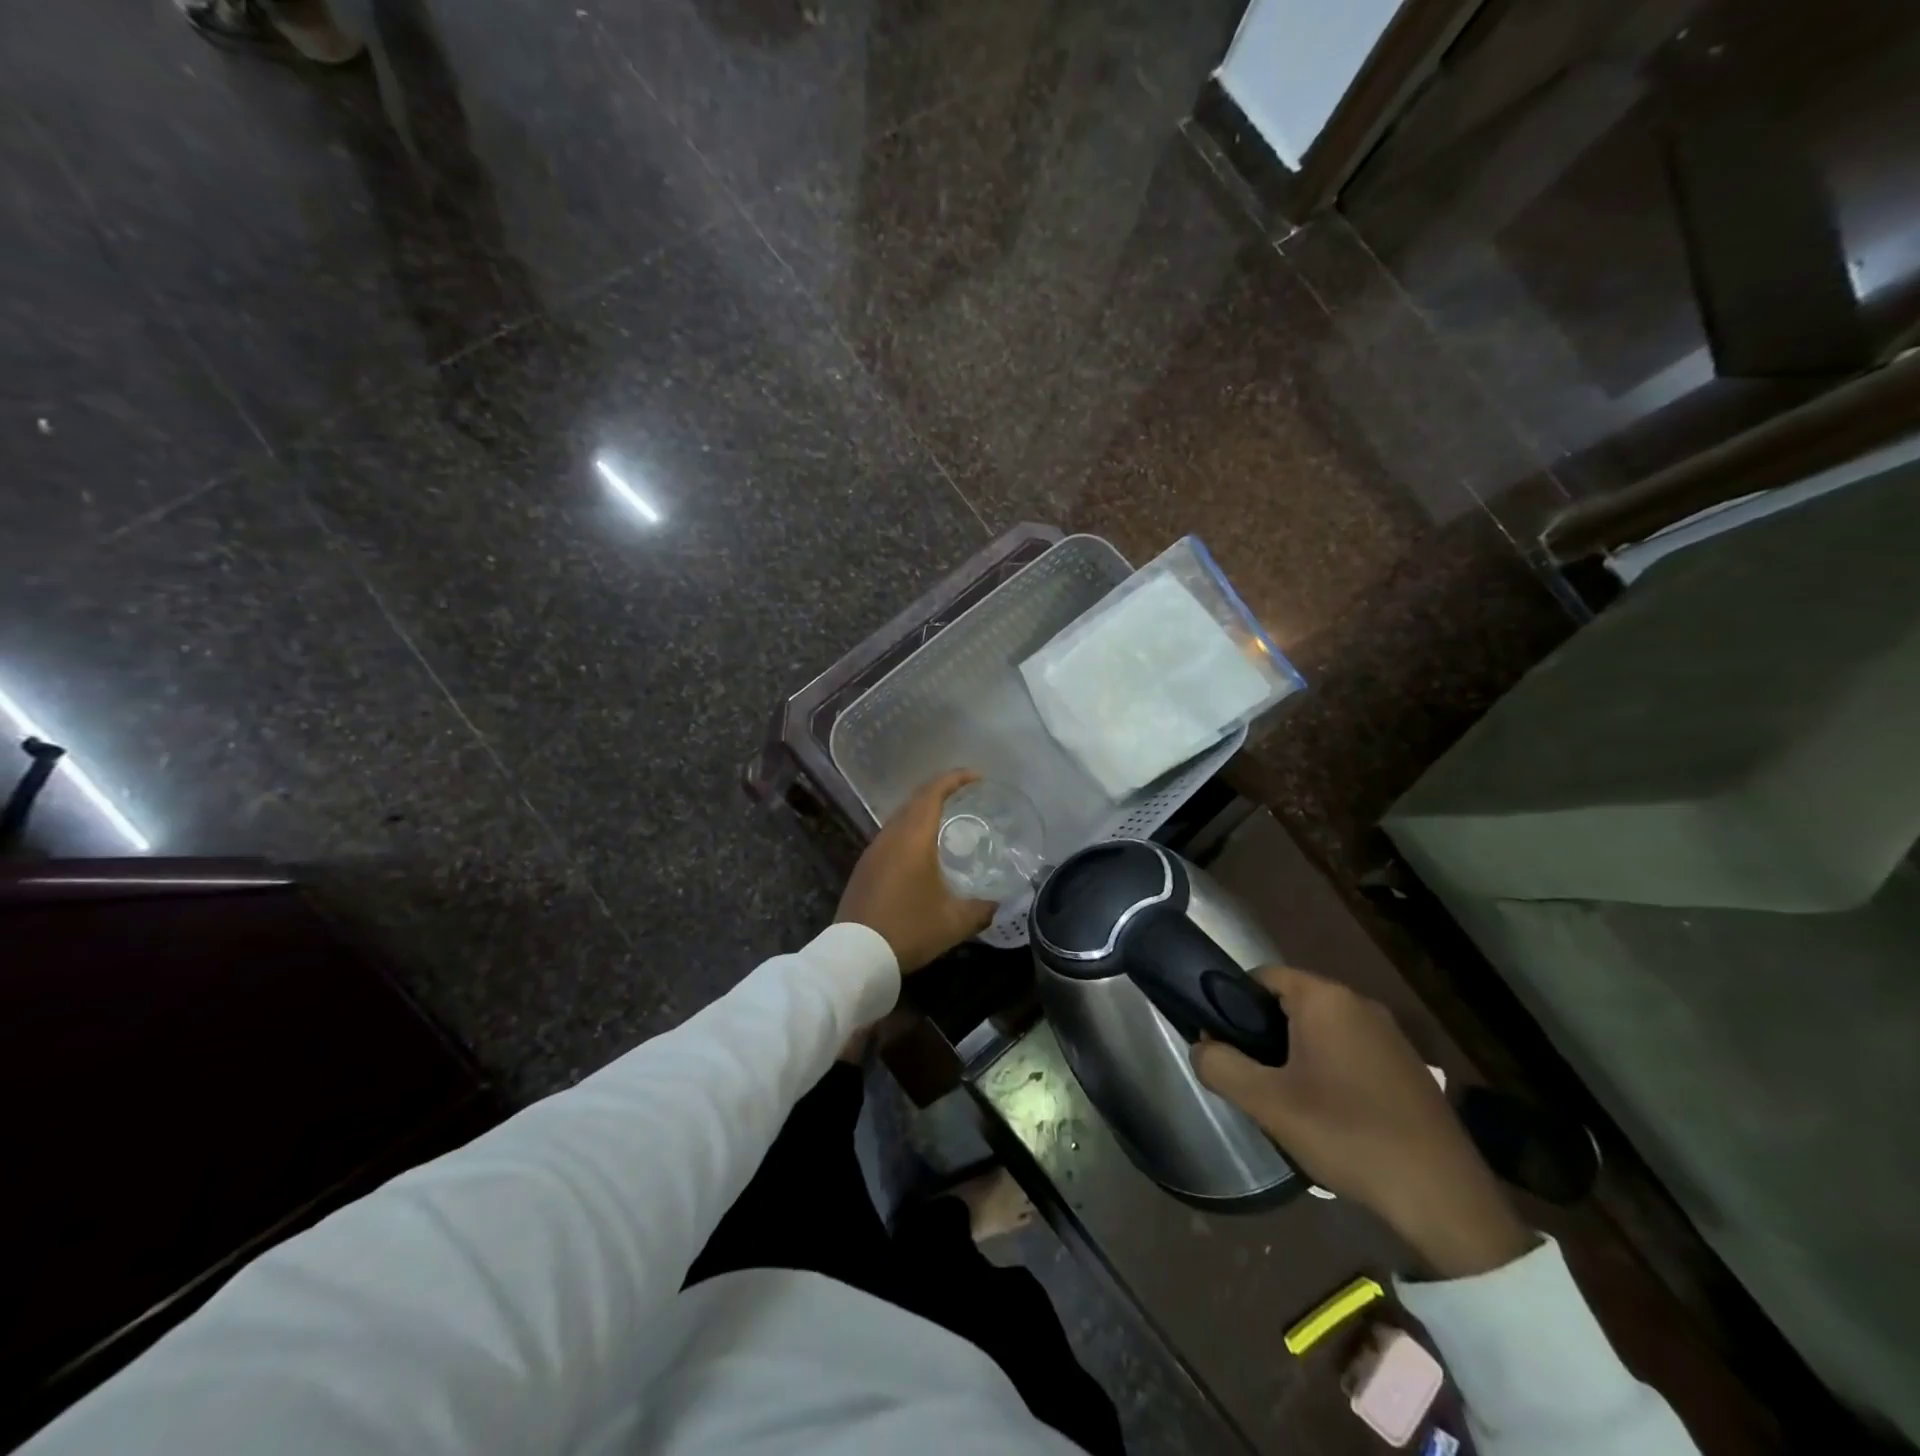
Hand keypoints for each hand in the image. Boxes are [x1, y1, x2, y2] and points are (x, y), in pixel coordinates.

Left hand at [835, 770, 996, 973]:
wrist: (856, 955)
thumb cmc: (909, 929)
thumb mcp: (954, 922)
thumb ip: (981, 908)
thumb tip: (997, 903)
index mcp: (913, 837)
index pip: (933, 792)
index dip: (955, 779)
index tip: (977, 777)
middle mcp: (891, 836)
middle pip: (916, 800)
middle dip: (941, 791)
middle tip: (966, 795)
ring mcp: (873, 851)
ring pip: (901, 818)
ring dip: (923, 812)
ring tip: (947, 820)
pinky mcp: (864, 867)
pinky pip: (891, 836)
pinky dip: (910, 831)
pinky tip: (922, 851)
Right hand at [1192, 966, 1532, 1278]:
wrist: (1442, 1196)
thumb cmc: (1347, 1134)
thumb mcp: (1267, 1103)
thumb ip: (1220, 1065)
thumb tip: (1201, 1046)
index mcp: (1324, 998)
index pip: (1261, 977)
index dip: (1234, 1005)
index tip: (1226, 1044)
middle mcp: (1358, 1003)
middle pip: (1291, 1003)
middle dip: (1266, 1035)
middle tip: (1254, 1079)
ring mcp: (1389, 1034)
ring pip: (1321, 1029)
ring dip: (1297, 1055)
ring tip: (1289, 1102)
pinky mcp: (1408, 1065)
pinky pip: (1351, 1050)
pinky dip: (1330, 1069)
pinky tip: (1332, 1114)